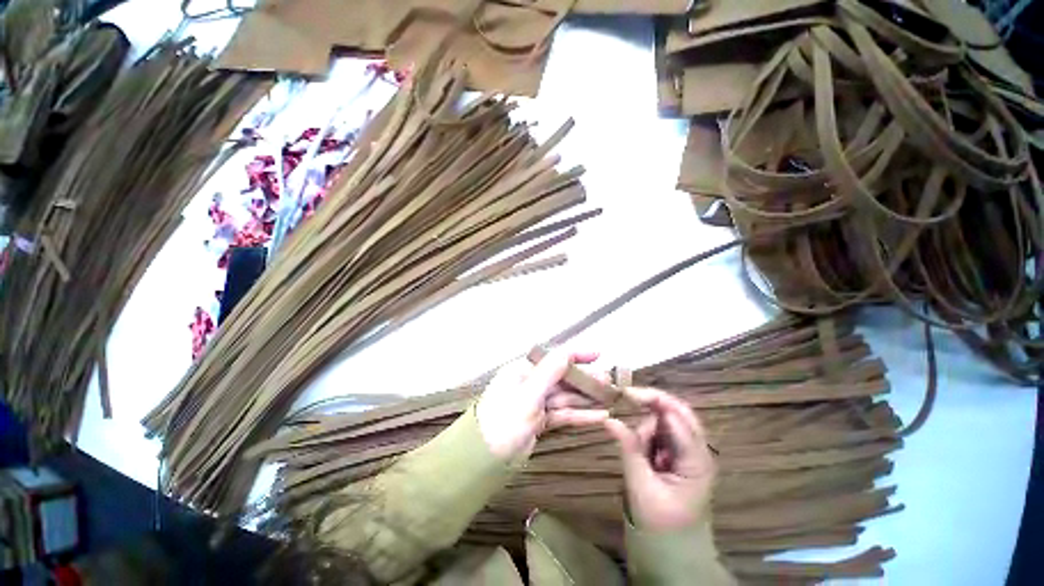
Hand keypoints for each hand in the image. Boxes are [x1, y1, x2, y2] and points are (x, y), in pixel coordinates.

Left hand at [477, 349, 610, 460]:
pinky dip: (579, 415)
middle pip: (562, 378)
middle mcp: (530, 382)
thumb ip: (549, 373)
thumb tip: (568, 352)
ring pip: (565, 396)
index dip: (576, 355)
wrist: (485, 459)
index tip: (598, 354)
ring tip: (609, 398)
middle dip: (585, 380)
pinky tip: (599, 416)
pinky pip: (562, 413)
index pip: (553, 358)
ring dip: (585, 398)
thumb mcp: (528, 394)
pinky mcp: (539, 420)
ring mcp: (535, 402)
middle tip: (608, 382)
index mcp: (524, 370)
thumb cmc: (504, 420)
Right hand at [604, 387, 715, 531]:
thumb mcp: (641, 485)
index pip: (677, 417)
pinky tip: (644, 453)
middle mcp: (698, 450)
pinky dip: (648, 433)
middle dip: (652, 402)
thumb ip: (628, 448)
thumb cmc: (660, 523)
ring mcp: (690, 451)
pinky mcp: (679, 454)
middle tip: (627, 398)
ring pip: (668, 419)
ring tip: (640, 455)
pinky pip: (662, 431)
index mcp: (697, 459)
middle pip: (677, 411)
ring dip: (648, 425)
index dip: (652, 399)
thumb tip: (609, 419)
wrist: (674, 551)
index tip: (625, 394)